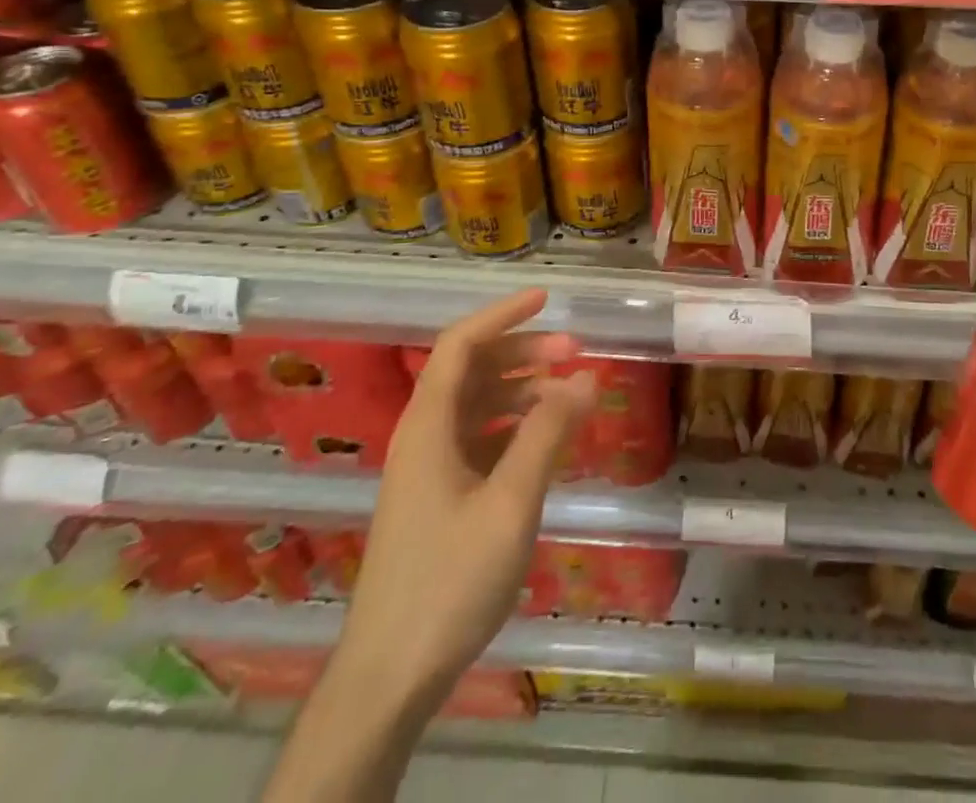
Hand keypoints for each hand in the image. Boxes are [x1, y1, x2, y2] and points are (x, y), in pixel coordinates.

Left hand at [337, 289, 595, 703]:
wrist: (390, 677)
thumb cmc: (449, 581)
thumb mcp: (510, 503)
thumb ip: (547, 434)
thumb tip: (585, 375)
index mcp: (428, 427)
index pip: (460, 345)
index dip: (501, 314)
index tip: (547, 298)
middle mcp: (424, 437)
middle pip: (472, 371)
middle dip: (523, 352)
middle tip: (576, 353)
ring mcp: (429, 470)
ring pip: (478, 407)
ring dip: (522, 390)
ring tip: (570, 394)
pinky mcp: (439, 499)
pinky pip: (481, 441)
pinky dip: (515, 428)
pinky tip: (548, 440)